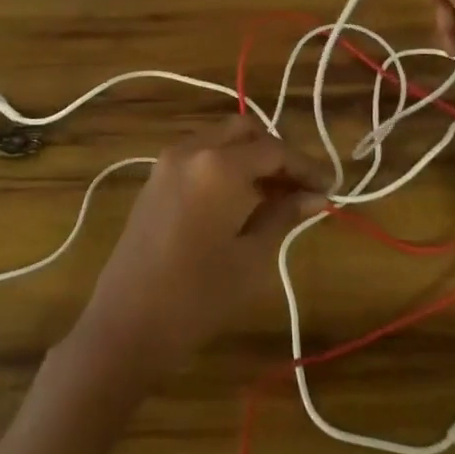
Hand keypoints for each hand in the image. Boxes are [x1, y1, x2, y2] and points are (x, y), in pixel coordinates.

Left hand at [69, 115, 330, 384]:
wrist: (125, 323)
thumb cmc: (197, 296)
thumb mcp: (251, 257)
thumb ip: (284, 215)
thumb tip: (317, 196)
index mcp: (218, 164)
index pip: (274, 150)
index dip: (305, 166)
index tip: (329, 188)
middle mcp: (192, 149)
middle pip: (245, 131)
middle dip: (275, 153)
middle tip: (299, 188)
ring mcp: (168, 161)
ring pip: (220, 139)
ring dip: (249, 157)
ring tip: (275, 197)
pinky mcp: (155, 178)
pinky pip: (199, 154)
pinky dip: (224, 164)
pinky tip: (240, 200)